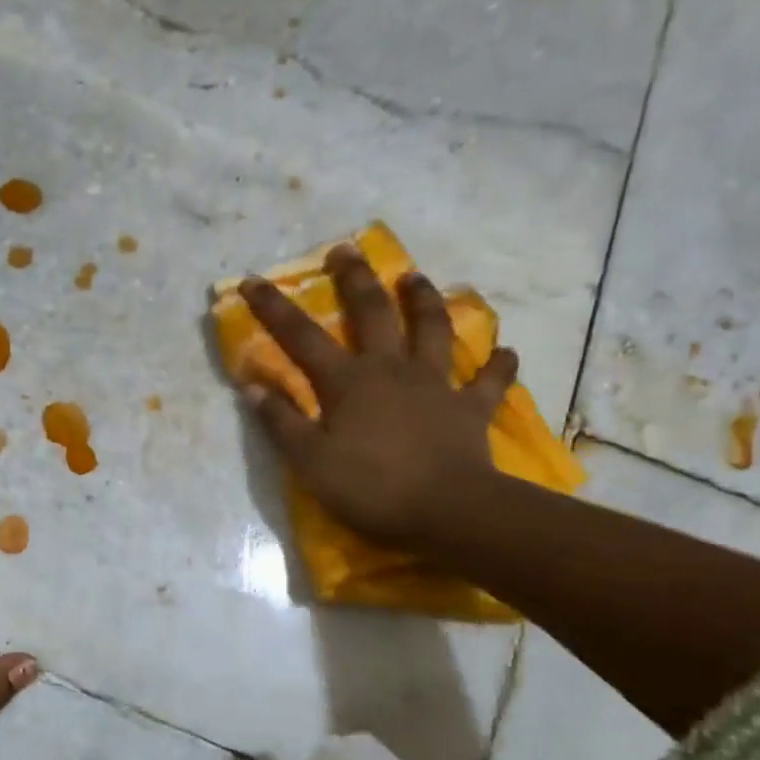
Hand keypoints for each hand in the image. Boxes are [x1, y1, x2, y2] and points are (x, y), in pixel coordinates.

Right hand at [237, 244, 516, 549]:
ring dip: (424, 301)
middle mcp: (392, 370)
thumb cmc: (371, 487)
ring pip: (433, 330)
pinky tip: (505, 352)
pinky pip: (489, 381)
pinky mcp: (471, 409)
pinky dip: (498, 365)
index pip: (301, 337)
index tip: (254, 280)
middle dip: (355, 279)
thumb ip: (281, 422)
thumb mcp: (310, 461)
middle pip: (373, 313)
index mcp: (348, 382)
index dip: (274, 308)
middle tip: (346, 250)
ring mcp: (436, 386)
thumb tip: (253, 386)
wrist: (447, 510)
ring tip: (415, 277)